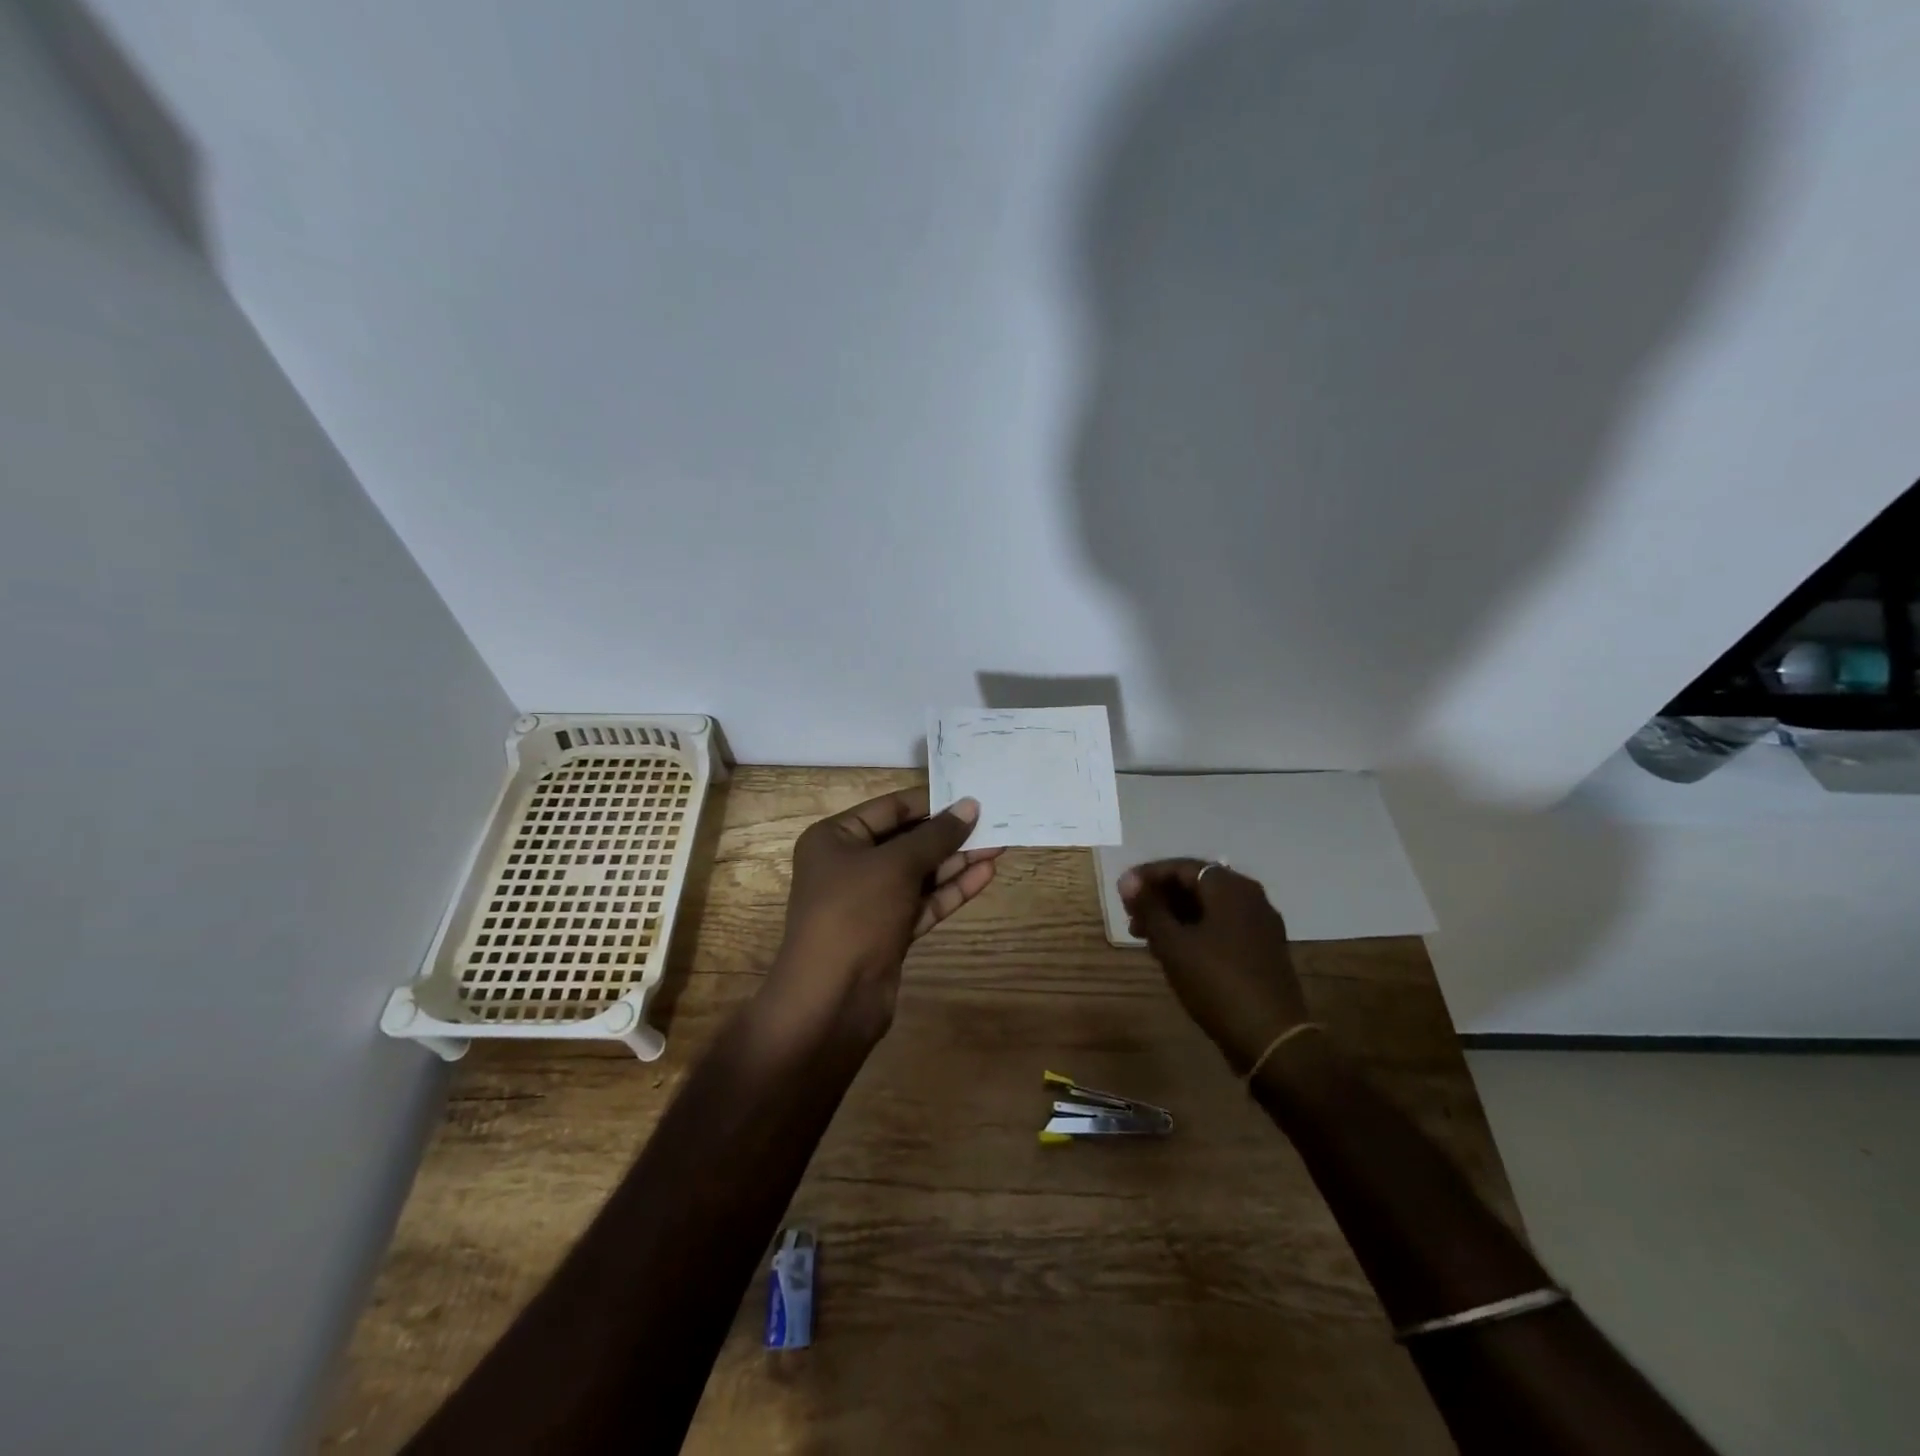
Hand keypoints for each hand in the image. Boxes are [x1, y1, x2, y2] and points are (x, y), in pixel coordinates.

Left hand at [768, 788, 1000, 1041]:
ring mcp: (870, 901)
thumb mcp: (896, 865)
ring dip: (956, 861)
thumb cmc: (855, 914)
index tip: (972, 798)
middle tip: (994, 823)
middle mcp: (850, 865)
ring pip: (920, 873)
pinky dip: (951, 890)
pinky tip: (984, 875)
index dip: (932, 803)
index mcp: (835, 838)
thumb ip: (936, 835)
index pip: (891, 809)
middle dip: (949, 834)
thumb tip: (970, 806)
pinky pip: (923, 902)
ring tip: (999, 846)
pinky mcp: (889, 931)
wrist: (832, 1000)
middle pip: (907, 841)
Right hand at [1119, 860, 1308, 1073]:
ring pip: (1209, 908)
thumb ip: (1149, 908)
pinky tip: (1175, 951)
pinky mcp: (1264, 949)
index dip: (1148, 876)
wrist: (1271, 1038)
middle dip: (1161, 897)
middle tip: (1132, 916)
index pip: (1181, 867)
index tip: (1122, 892)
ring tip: (1146, 937)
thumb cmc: (1216, 982)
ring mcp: (1260, 924)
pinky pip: (1223, 926)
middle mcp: (1250, 897)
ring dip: (1176, 916)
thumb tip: (1128, 880)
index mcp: (1230, 887)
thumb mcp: (1173, 944)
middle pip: (1196, 885)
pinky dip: (1196, 931)